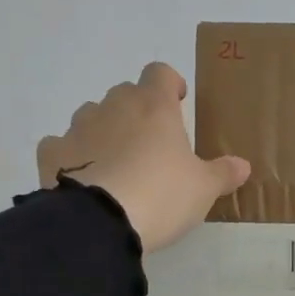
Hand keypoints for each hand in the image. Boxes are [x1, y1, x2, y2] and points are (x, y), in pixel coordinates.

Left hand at [36, 63, 250, 252]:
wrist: (100, 222)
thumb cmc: (162, 194)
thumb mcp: (204, 189)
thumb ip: (223, 173)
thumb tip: (243, 165)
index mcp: (154, 107)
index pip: (160, 73)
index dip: (170, 84)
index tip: (178, 103)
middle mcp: (113, 107)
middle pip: (125, 94)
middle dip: (137, 111)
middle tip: (152, 144)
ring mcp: (78, 128)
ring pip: (92, 116)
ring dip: (105, 131)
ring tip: (117, 165)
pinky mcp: (51, 153)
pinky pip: (63, 145)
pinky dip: (73, 156)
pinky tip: (83, 178)